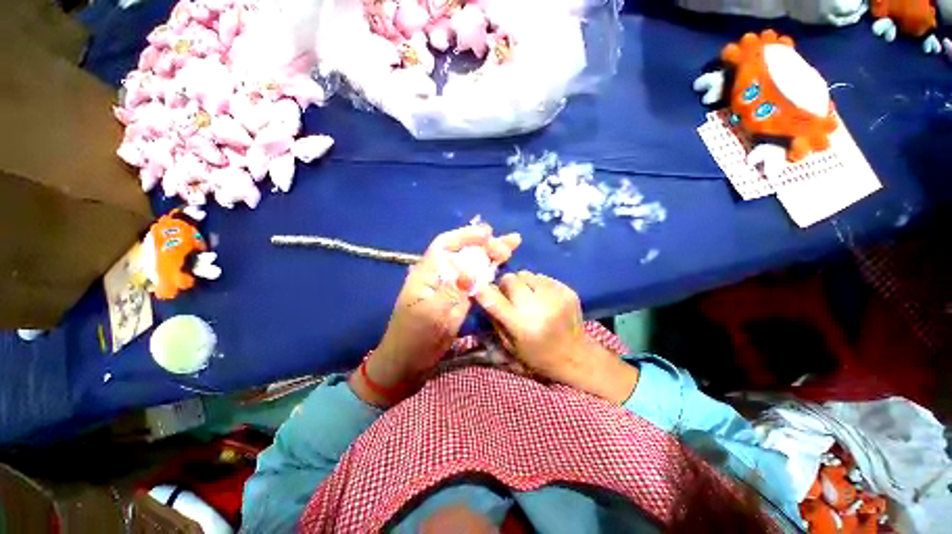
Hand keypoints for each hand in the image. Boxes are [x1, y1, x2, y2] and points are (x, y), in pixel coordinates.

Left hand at [350, 225, 520, 406]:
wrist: (407, 363)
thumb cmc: (414, 339)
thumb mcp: (431, 316)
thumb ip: (450, 293)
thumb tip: (470, 272)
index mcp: (427, 274)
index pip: (446, 245)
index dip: (466, 235)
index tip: (488, 233)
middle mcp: (439, 276)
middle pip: (463, 253)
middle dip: (486, 245)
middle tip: (511, 243)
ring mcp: (449, 288)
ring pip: (471, 266)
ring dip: (490, 256)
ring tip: (510, 249)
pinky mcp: (456, 299)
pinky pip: (474, 281)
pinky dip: (488, 273)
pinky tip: (500, 267)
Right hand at [474, 271, 638, 403]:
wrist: (576, 355)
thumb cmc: (538, 356)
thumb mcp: (510, 346)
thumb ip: (495, 319)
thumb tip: (482, 293)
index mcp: (521, 326)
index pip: (493, 300)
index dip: (482, 290)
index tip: (478, 287)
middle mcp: (538, 308)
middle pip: (510, 279)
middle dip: (505, 285)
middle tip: (509, 296)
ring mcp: (555, 297)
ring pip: (526, 274)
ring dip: (523, 284)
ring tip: (529, 297)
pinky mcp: (567, 290)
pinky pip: (543, 277)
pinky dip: (538, 285)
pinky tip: (544, 299)